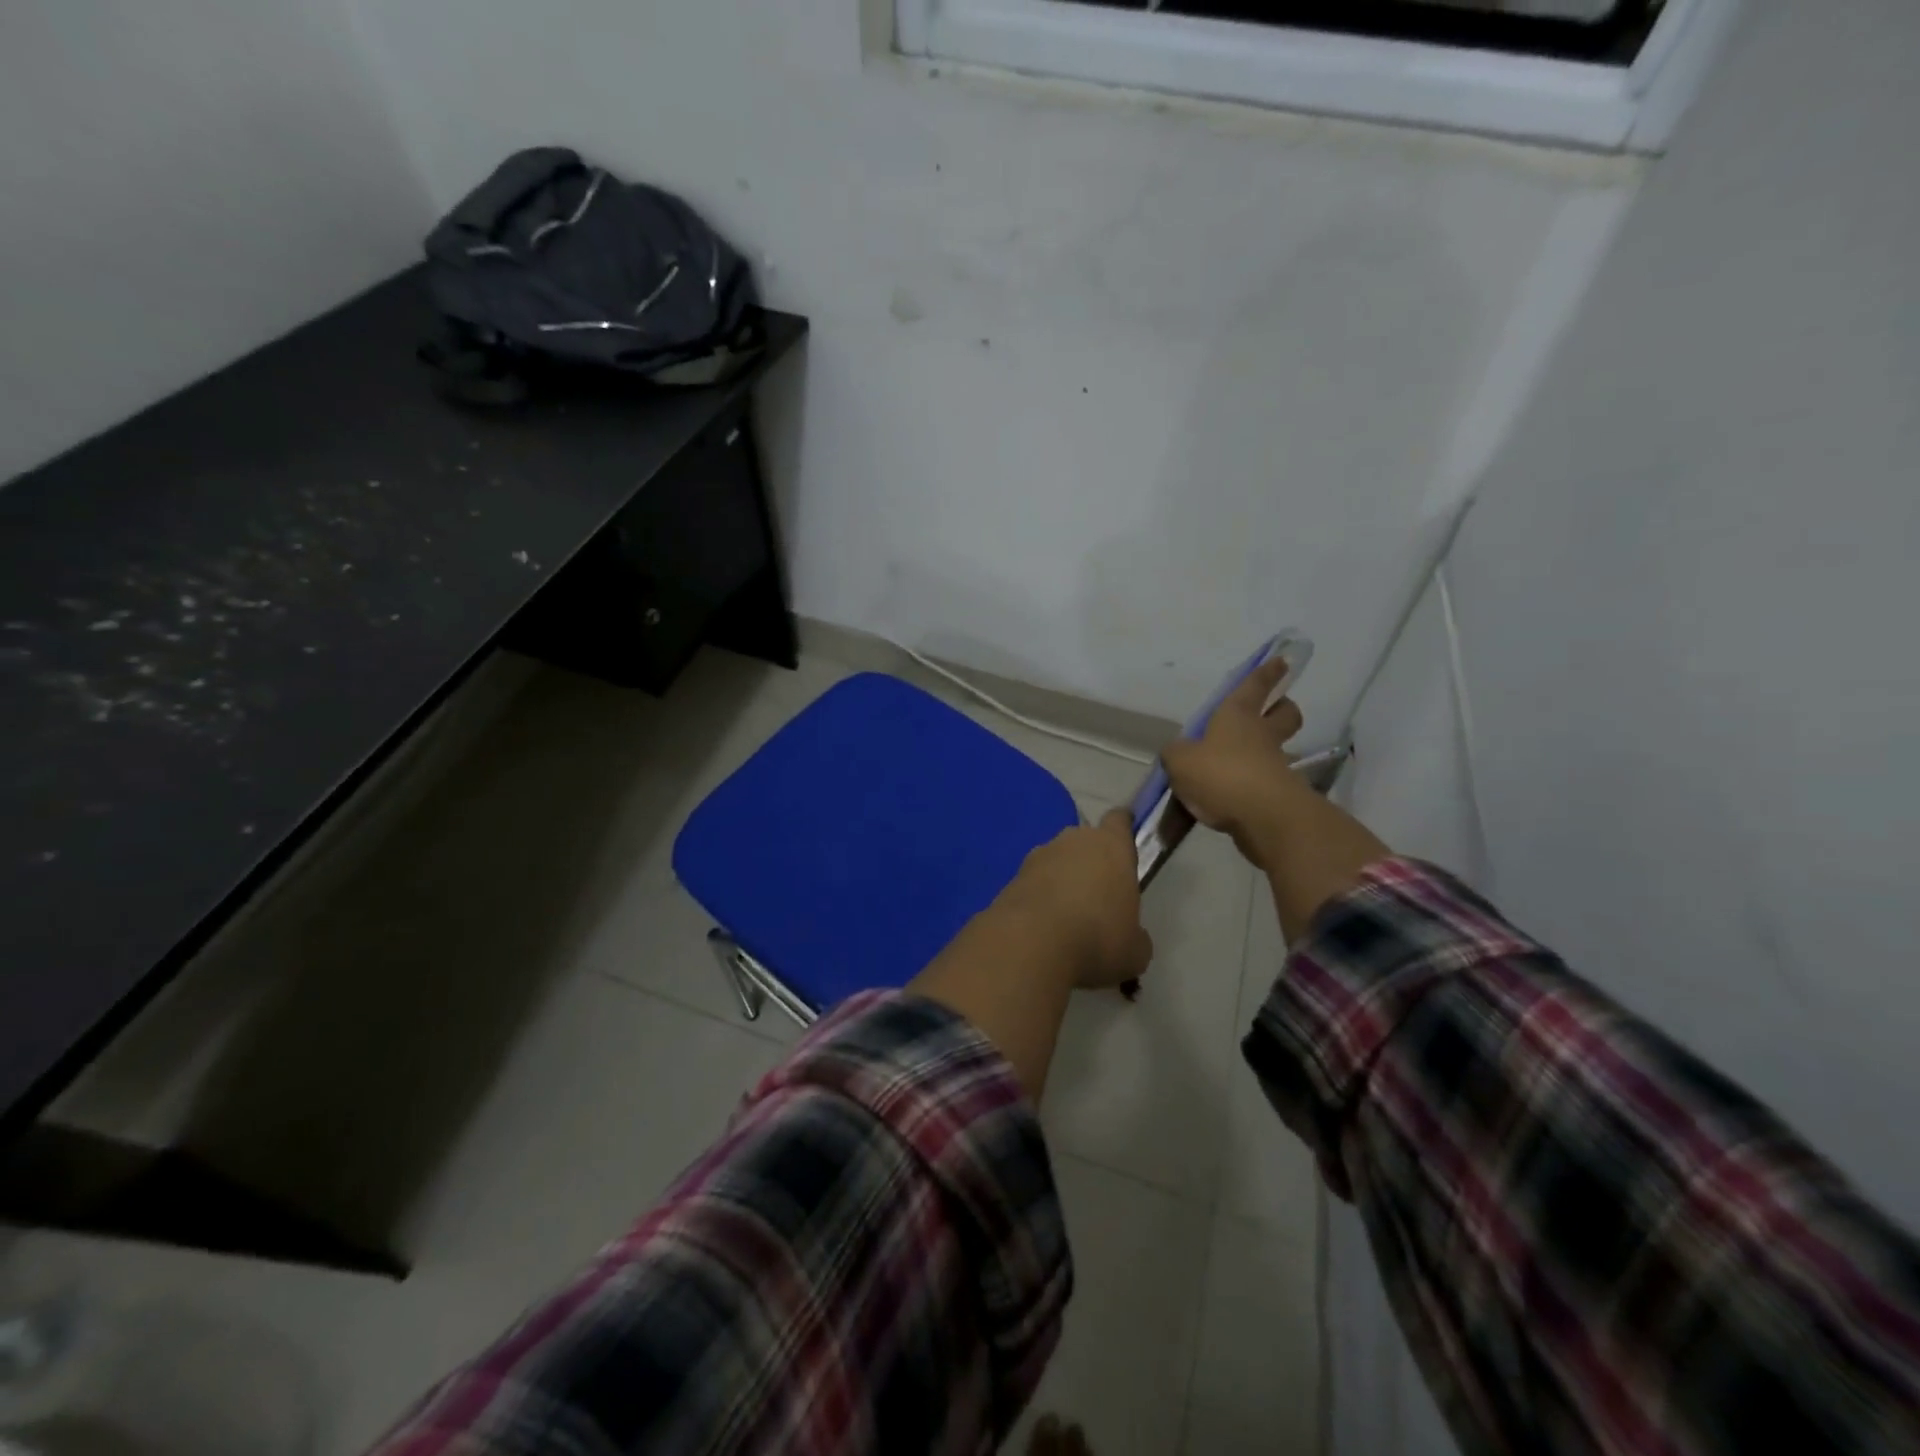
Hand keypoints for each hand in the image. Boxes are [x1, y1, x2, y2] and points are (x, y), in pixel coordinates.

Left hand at [995, 810, 1153, 990]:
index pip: (1119, 820)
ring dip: (1061, 879)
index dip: (1122, 829)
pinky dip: (1039, 898)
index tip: (1125, 844)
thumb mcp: (1135, 951)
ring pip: (1056, 860)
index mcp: (1111, 846)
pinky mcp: (1012, 877)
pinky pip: (1033, 882)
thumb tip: (1132, 936)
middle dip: (1090, 862)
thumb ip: (1136, 935)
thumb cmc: (1098, 938)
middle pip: (1085, 840)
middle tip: (1098, 896)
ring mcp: (1038, 856)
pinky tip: (1042, 927)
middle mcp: (1073, 840)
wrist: (1030, 943)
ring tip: (1067, 917)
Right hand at [1160, 656, 1307, 870]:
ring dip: (1264, 752)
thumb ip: (1176, 754)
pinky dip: (1252, 786)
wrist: (1263, 817)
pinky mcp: (1278, 796)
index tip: (1281, 661)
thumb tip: (1178, 754)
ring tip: (1237, 764)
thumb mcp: (1180, 760)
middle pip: (1284, 714)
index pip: (1254, 686)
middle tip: (1270, 713)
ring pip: (1277, 749)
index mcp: (1238, 716)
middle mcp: (1261, 735)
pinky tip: (1232, 798)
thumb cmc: (1221, 774)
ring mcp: (1275, 765)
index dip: (1266, 673)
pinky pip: (1265, 782)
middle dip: (1280, 709)